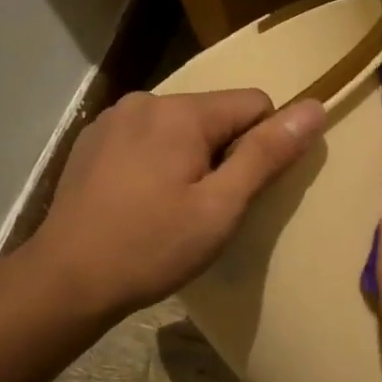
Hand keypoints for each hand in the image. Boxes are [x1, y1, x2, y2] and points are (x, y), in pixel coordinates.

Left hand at [27, 89, 324, 319]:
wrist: (66, 280)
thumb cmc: (153, 247)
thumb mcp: (221, 207)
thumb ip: (267, 154)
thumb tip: (314, 108)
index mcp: (181, 112)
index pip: (255, 104)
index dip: (262, 146)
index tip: (241, 192)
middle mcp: (146, 100)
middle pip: (215, 114)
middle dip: (224, 153)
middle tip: (206, 208)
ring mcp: (113, 119)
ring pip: (180, 127)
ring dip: (191, 158)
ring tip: (172, 208)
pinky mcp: (92, 141)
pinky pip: (147, 138)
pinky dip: (157, 161)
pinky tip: (141, 201)